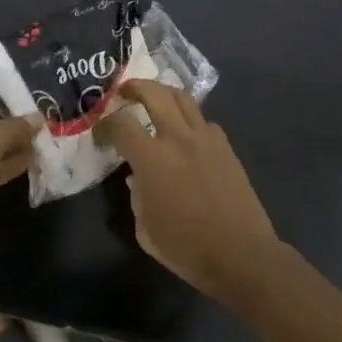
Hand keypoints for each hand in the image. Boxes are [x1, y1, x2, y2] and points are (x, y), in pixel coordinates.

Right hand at [98, 80, 281, 298]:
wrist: (241, 254)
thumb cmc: (187, 248)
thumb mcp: (146, 229)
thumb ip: (136, 196)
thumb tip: (139, 178)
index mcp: (152, 158)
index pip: (121, 123)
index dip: (105, 124)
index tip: (100, 133)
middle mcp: (179, 138)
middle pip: (155, 94)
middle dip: (135, 87)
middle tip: (124, 91)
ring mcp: (207, 139)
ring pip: (184, 99)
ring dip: (164, 93)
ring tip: (155, 100)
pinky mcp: (227, 148)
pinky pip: (204, 121)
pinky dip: (190, 119)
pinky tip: (186, 133)